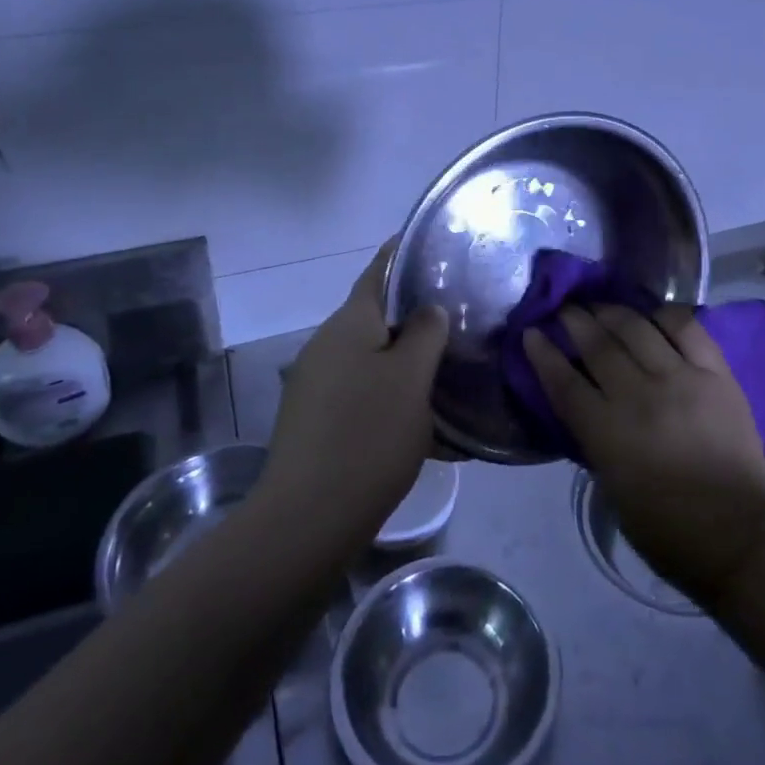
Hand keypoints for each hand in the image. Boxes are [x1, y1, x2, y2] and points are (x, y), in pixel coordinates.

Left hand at [259, 243, 449, 549]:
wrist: (307, 519)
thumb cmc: (368, 435)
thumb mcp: (411, 378)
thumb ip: (425, 333)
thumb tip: (428, 309)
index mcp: (348, 324)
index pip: (378, 271)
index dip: (402, 254)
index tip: (432, 245)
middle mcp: (326, 345)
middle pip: (375, 317)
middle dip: (413, 316)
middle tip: (457, 319)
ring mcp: (315, 384)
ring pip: (370, 358)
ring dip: (404, 361)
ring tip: (446, 372)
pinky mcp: (314, 420)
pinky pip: (360, 392)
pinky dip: (389, 395)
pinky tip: (420, 422)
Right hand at [525, 305, 764, 606]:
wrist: (738, 534)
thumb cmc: (666, 527)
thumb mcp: (611, 486)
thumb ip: (595, 439)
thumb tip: (587, 405)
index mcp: (607, 432)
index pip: (564, 381)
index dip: (543, 353)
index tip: (532, 332)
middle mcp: (639, 395)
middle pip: (598, 345)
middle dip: (575, 321)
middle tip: (566, 309)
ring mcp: (680, 378)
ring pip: (637, 328)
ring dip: (613, 311)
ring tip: (602, 306)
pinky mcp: (715, 373)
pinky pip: (687, 328)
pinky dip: (665, 315)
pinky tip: (653, 314)